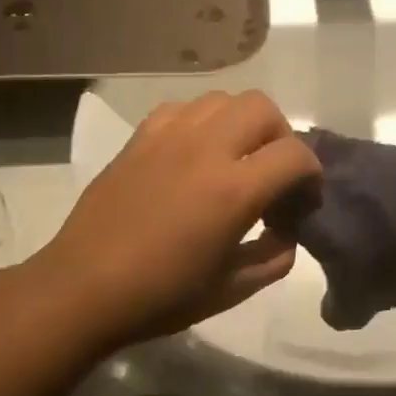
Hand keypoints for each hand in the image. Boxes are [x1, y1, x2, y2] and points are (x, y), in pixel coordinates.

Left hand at [42, 90, 318, 349]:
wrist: (84, 287)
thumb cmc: (161, 296)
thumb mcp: (232, 289)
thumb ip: (274, 257)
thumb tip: (286, 232)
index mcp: (233, 189)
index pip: (295, 155)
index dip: (311, 175)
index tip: (303, 202)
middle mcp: (205, 148)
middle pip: (262, 108)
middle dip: (281, 136)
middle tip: (273, 174)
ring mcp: (168, 136)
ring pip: (223, 100)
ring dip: (242, 124)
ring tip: (235, 159)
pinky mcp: (140, 137)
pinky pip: (184, 109)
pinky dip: (203, 123)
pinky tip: (194, 155)